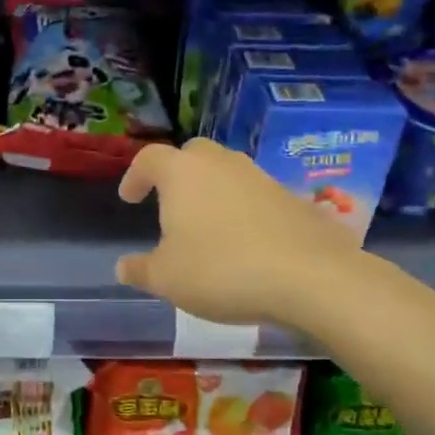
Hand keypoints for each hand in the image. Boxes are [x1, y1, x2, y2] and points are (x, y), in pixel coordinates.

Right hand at [114, 138, 361, 325]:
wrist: (311, 276)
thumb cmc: (221, 269)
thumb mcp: (167, 279)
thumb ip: (141, 270)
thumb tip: (123, 267)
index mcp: (182, 173)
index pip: (149, 159)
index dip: (135, 176)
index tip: (130, 199)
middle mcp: (221, 164)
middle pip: (192, 155)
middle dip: (177, 174)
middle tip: (170, 203)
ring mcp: (261, 178)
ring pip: (227, 173)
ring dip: (213, 192)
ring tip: (208, 227)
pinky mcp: (292, 198)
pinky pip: (256, 196)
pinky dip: (244, 211)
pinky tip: (246, 243)